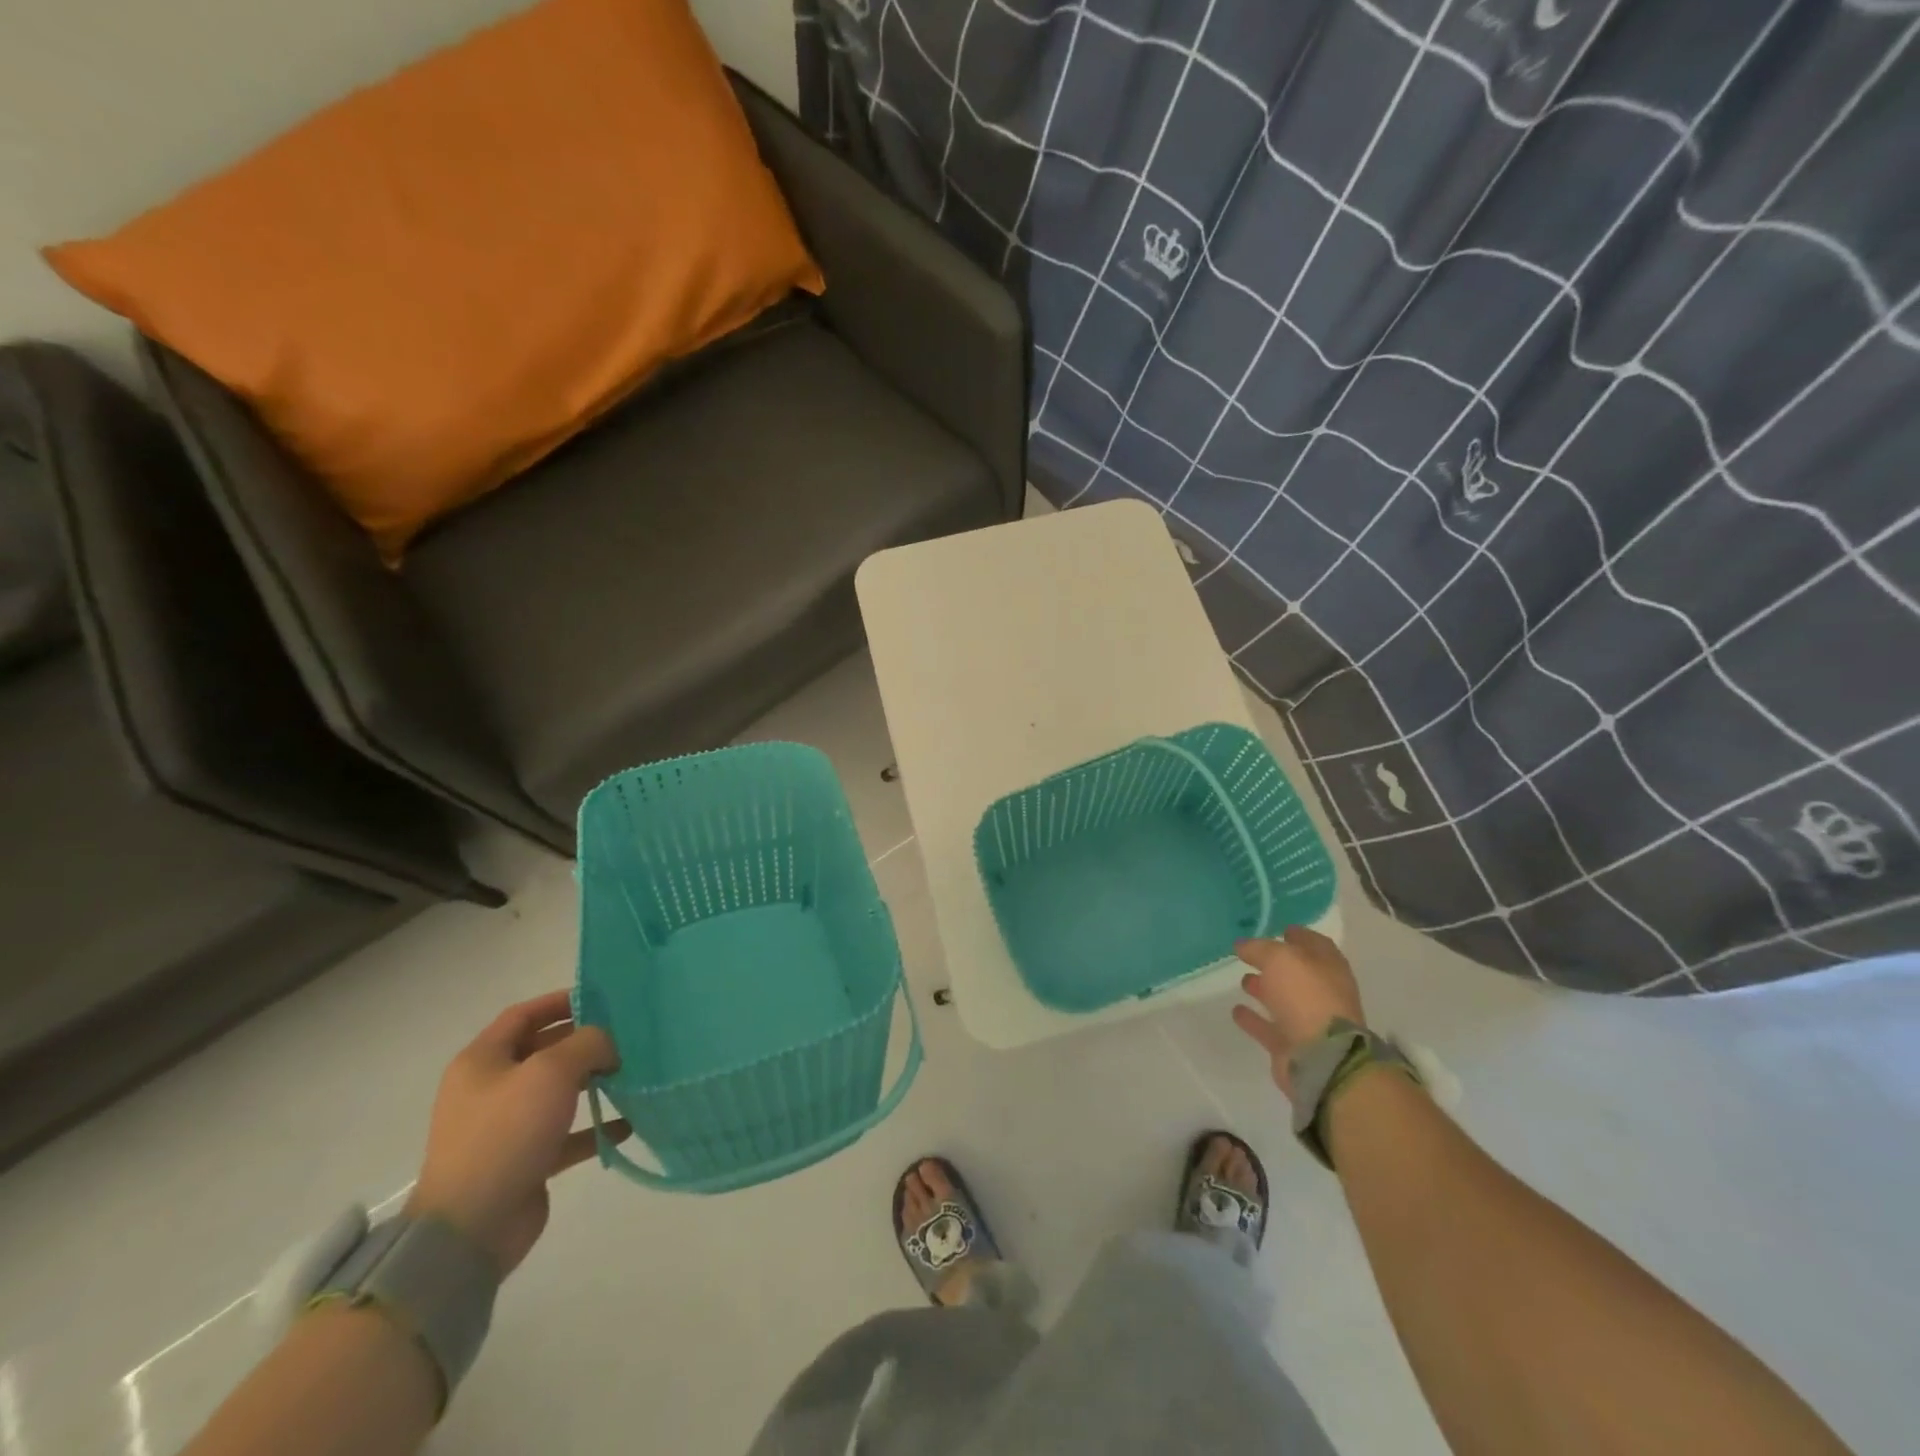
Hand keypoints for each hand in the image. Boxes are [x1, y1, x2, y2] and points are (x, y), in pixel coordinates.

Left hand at [406, 990, 627, 1276]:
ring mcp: (505, 1127)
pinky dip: (593, 1126)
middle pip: (541, 1051)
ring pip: (556, 1092)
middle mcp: (490, 1089)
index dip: (560, 1001)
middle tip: (625, 1036)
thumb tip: (608, 1044)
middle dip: (583, 1041)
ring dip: (592, 1082)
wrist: (470, 1228)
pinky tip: (626, 1125)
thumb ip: (587, 1044)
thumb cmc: (506, 1133)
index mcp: (482, 1061)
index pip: (523, 1015)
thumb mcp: (551, 1072)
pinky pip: (564, 1134)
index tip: (601, 998)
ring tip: (630, 1074)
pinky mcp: (523, 1161)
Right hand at [1231, 927, 1365, 1100]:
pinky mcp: (1292, 1046)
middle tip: (1251, 954)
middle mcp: (1322, 993)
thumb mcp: (1280, 959)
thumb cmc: (1306, 997)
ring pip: (1283, 1000)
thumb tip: (1242, 945)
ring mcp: (1308, 1021)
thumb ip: (1259, 948)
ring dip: (1264, 989)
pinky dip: (1253, 1019)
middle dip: (1276, 964)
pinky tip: (1236, 1010)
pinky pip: (1268, 1027)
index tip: (1279, 929)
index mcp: (1329, 968)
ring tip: (1242, 979)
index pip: (1315, 944)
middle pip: (1298, 974)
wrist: (1322, 1058)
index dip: (1299, 935)